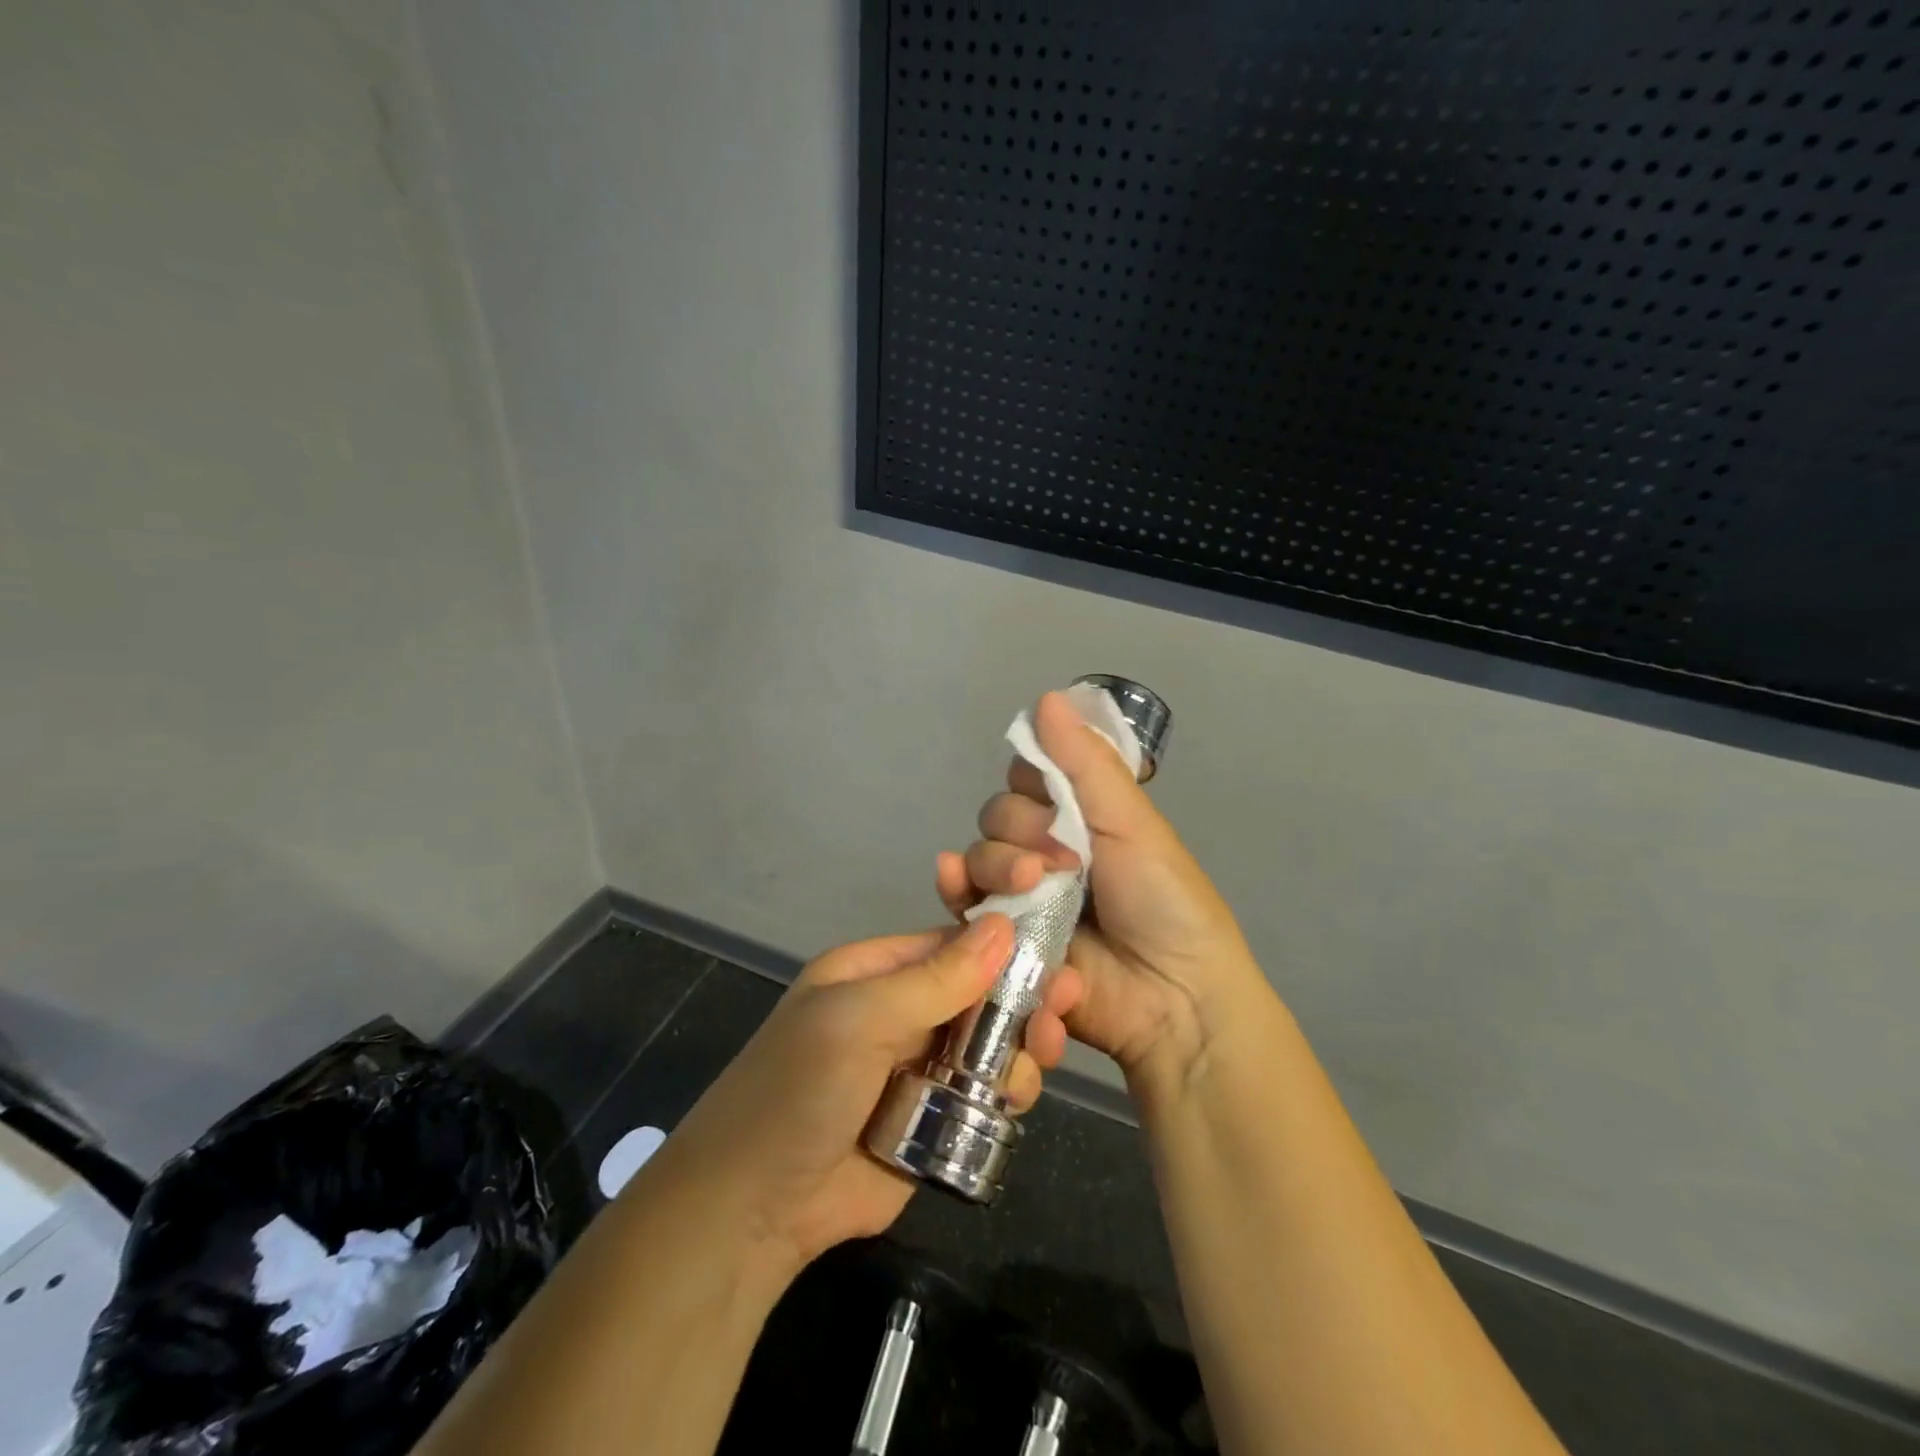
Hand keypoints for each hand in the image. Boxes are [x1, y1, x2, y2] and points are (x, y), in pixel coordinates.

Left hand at [650, 916, 1077, 1279]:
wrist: (751, 1211)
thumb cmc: (799, 1091)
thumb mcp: (860, 1020)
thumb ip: (935, 979)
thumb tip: (1002, 926)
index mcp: (872, 975)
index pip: (947, 946)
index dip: (998, 947)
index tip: (1053, 953)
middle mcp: (897, 1015)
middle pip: (976, 995)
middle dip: (1019, 1000)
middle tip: (1063, 1007)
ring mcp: (916, 1070)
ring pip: (987, 1046)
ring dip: (1019, 1048)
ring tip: (1041, 1058)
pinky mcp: (932, 1123)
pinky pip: (982, 1097)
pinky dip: (1006, 1094)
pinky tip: (1019, 1098)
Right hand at [936, 691, 1264, 1094]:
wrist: (1174, 996)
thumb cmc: (1165, 900)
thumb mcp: (1131, 822)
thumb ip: (1084, 763)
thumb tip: (1046, 696)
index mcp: (1080, 818)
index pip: (1029, 777)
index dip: (1033, 780)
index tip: (1055, 795)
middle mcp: (1045, 850)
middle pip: (997, 816)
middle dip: (1019, 829)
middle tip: (1062, 859)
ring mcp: (1022, 895)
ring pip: (977, 855)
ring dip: (996, 861)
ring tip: (1031, 884)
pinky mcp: (1003, 938)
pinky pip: (964, 903)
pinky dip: (954, 888)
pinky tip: (952, 880)